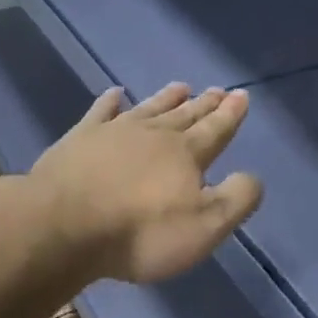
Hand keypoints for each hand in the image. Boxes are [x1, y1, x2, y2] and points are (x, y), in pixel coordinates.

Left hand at [32, 82, 262, 285]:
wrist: (64, 226)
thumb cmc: (140, 232)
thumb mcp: (204, 227)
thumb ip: (236, 199)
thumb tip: (253, 176)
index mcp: (186, 153)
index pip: (216, 129)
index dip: (231, 114)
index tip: (241, 95)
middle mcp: (154, 134)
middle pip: (185, 115)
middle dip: (205, 104)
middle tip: (218, 89)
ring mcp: (114, 132)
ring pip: (149, 108)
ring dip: (167, 98)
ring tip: (181, 85)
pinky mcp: (80, 138)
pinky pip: (100, 112)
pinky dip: (110, 101)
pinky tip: (115, 93)